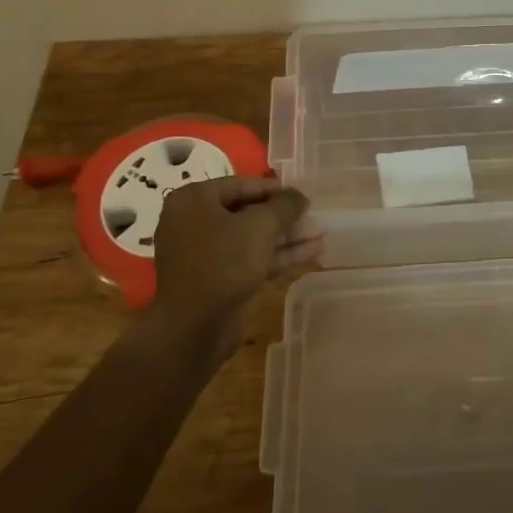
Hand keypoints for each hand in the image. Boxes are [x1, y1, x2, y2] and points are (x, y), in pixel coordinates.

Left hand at [151, 176, 321, 350]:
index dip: (274, 189)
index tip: (302, 194)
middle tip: (313, 216)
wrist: (192, 328)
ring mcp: (204, 254)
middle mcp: (194, 222)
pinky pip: (249, 260)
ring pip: (250, 239)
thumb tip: (298, 196)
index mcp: (194, 200)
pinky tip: (310, 253)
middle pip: (246, 212)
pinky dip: (276, 256)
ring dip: (285, 237)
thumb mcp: (259, 226)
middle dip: (283, 216)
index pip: (240, 184)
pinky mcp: (216, 280)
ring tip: (321, 234)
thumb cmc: (222, 262)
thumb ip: (283, 206)